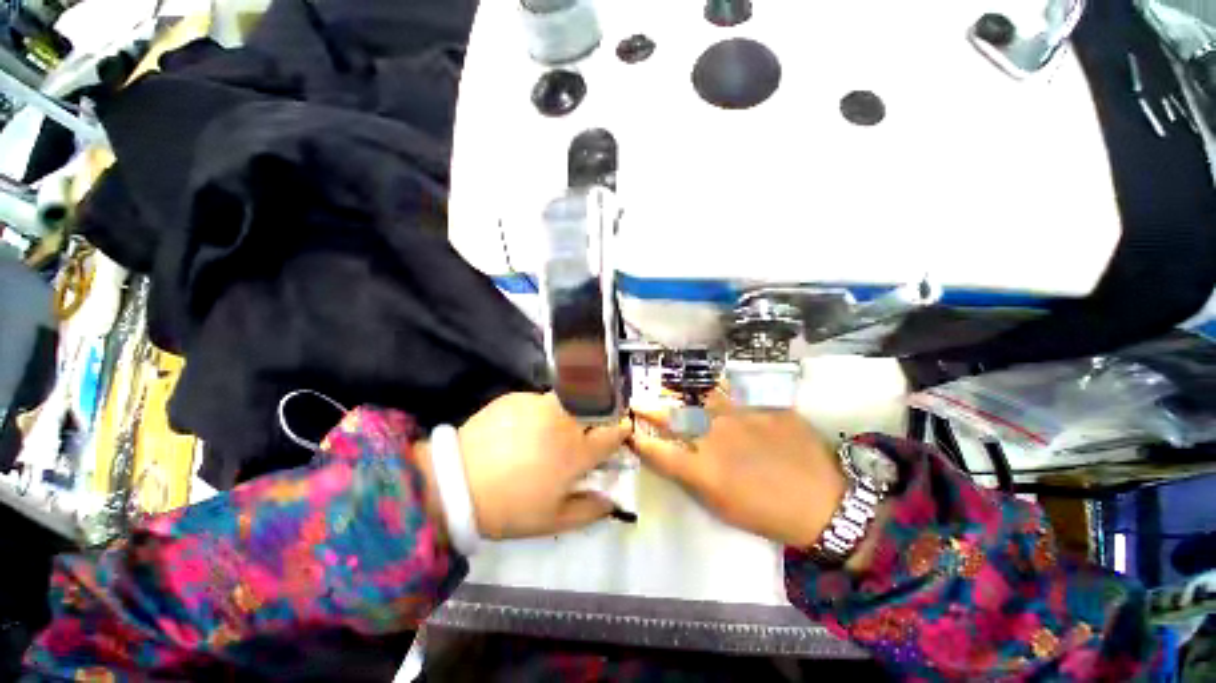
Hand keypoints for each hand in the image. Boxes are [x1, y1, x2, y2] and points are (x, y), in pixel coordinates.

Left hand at [418, 393, 631, 540]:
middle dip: (598, 414)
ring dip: (569, 411)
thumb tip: (613, 502)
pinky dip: (539, 411)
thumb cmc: (509, 507)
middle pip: (594, 406)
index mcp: (577, 451)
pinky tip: (522, 428)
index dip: (620, 431)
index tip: (620, 431)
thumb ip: (589, 510)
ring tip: (550, 429)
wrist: (454, 484)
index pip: (613, 433)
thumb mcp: (552, 520)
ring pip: (568, 399)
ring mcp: (540, 404)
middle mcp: (564, 420)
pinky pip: (539, 400)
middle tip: (586, 428)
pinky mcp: (518, 397)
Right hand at [631, 393, 845, 547]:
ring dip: (690, 400)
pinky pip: (741, 403)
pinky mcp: (764, 406)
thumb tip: (674, 457)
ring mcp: (741, 416)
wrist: (827, 502)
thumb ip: (694, 477)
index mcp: (703, 468)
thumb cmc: (768, 514)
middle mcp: (715, 436)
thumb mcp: (722, 506)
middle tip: (638, 402)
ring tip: (685, 398)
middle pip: (673, 417)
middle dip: (650, 409)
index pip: (657, 450)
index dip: (639, 440)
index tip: (629, 432)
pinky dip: (734, 408)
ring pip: (705, 400)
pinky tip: (742, 416)